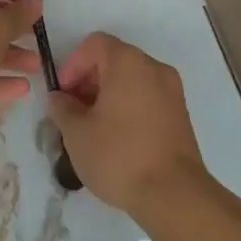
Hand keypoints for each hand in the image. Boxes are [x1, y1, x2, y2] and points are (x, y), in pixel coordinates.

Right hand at [48, 33, 210, 220]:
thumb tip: (59, 98)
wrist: (174, 196)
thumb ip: (62, 108)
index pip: (94, 44)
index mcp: (127, 62)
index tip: (63, 94)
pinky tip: (118, 137)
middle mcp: (153, 67)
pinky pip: (148, 96)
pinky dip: (129, 105)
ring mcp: (171, 90)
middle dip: (89, 79)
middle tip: (74, 111)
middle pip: (114, 59)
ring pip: (132, 79)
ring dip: (109, 94)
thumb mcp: (77, 134)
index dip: (73, 64)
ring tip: (94, 127)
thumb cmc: (120, 156)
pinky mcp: (181, 113)